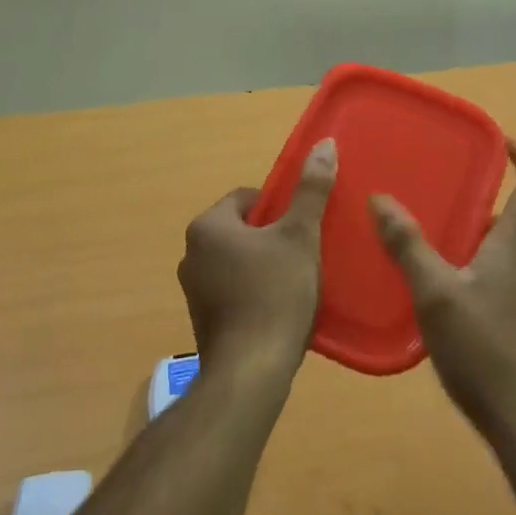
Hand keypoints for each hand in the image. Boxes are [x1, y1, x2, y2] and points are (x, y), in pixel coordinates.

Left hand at [177, 139, 336, 380]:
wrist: (252, 370)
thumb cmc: (276, 293)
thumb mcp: (300, 236)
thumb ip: (311, 190)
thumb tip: (324, 143)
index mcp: (208, 226)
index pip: (245, 197)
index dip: (279, 205)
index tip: (302, 224)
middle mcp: (191, 253)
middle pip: (241, 229)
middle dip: (272, 236)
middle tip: (304, 251)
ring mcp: (193, 289)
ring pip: (237, 261)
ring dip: (263, 264)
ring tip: (296, 281)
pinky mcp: (202, 320)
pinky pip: (232, 290)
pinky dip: (253, 291)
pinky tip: (279, 308)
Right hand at [371, 142, 515, 443]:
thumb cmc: (484, 349)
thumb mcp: (436, 293)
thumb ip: (408, 246)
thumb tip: (381, 198)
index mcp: (514, 249)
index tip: (506, 141)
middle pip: (511, 223)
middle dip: (479, 204)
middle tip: (439, 194)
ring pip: (499, 257)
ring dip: (471, 242)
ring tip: (427, 242)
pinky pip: (494, 285)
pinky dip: (469, 274)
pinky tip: (437, 296)